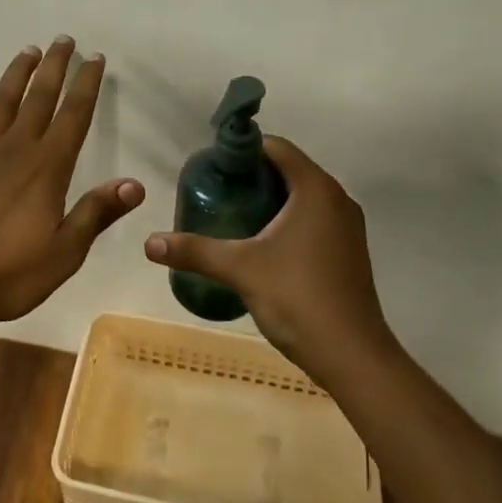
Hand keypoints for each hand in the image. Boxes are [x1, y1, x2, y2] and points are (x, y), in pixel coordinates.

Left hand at [0, 37, 144, 329]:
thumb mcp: (64, 252)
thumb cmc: (9, 274)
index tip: (95, 58)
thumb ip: (96, 213)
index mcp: (47, 169)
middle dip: (54, 68)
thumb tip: (135, 184)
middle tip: (64, 40)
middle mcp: (16, 152)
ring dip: (16, 76)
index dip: (86, 85)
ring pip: (1, 105)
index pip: (73, 117)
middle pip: (39, 99)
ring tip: (28, 51)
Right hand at [143, 137, 399, 388]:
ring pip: (303, 197)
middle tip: (216, 192)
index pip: (277, 147)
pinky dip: (288, 221)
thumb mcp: (240, 269)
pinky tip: (262, 245)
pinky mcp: (348, 251)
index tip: (213, 167)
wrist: (351, 355)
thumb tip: (150, 243)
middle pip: (289, 170)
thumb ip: (195, 251)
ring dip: (270, 200)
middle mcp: (337, 199)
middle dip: (252, 177)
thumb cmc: (298, 297)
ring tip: (232, 216)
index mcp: (315, 189)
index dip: (243, 151)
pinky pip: (314, 219)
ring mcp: (347, 226)